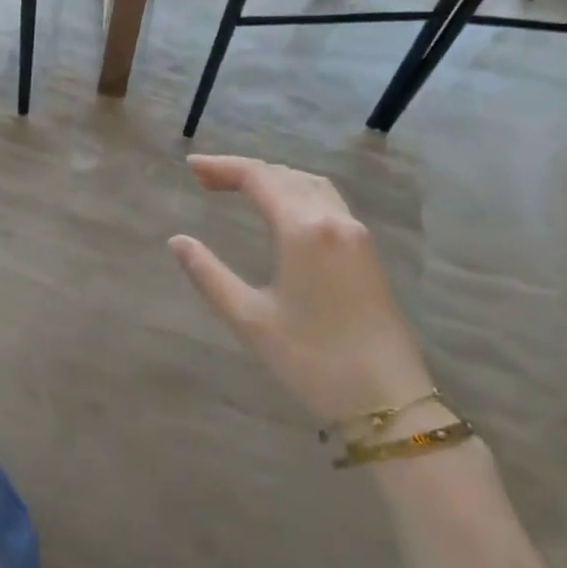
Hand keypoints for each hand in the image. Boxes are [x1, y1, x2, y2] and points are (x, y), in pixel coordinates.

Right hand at [169, 155, 429, 427]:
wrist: (388, 400)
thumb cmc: (312, 359)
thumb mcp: (250, 319)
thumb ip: (209, 275)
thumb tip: (178, 241)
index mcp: (303, 229)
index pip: (259, 178)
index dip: (222, 167)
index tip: (190, 167)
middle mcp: (333, 219)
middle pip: (284, 174)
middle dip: (243, 171)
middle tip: (205, 179)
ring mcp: (355, 234)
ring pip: (310, 184)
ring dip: (273, 178)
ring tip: (239, 188)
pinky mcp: (366, 251)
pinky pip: (327, 201)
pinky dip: (296, 191)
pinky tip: (282, 210)